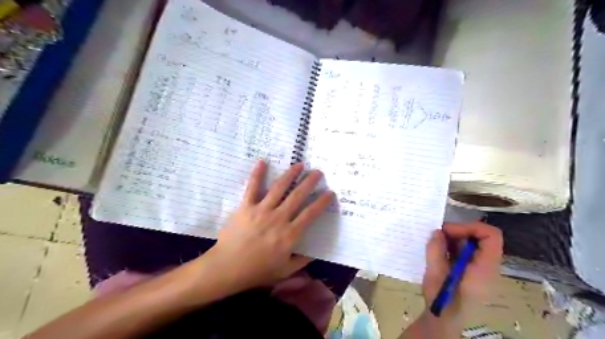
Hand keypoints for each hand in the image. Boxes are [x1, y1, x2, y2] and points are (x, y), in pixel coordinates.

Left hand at [205, 160, 332, 292]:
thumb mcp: (284, 271)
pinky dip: (257, 174)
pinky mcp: (246, 207)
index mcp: (289, 234)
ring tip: (299, 164)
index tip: (330, 193)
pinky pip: (252, 187)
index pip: (310, 214)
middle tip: (318, 172)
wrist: (227, 268)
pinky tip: (262, 161)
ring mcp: (261, 210)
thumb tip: (314, 254)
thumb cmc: (257, 271)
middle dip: (309, 182)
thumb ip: (301, 261)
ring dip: (290, 174)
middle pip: (297, 196)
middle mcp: (278, 218)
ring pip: (279, 188)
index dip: (322, 202)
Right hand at [421, 223, 501, 315]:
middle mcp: (487, 267)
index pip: (491, 236)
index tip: (448, 231)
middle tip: (438, 235)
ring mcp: (481, 268)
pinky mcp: (473, 270)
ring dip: (454, 238)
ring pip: (473, 243)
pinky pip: (467, 251)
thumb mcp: (435, 275)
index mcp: (483, 268)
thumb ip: (436, 251)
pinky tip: (440, 251)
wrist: (444, 319)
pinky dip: (453, 246)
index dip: (470, 227)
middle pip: (482, 238)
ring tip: (436, 244)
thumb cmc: (442, 300)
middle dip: (459, 232)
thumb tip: (438, 232)